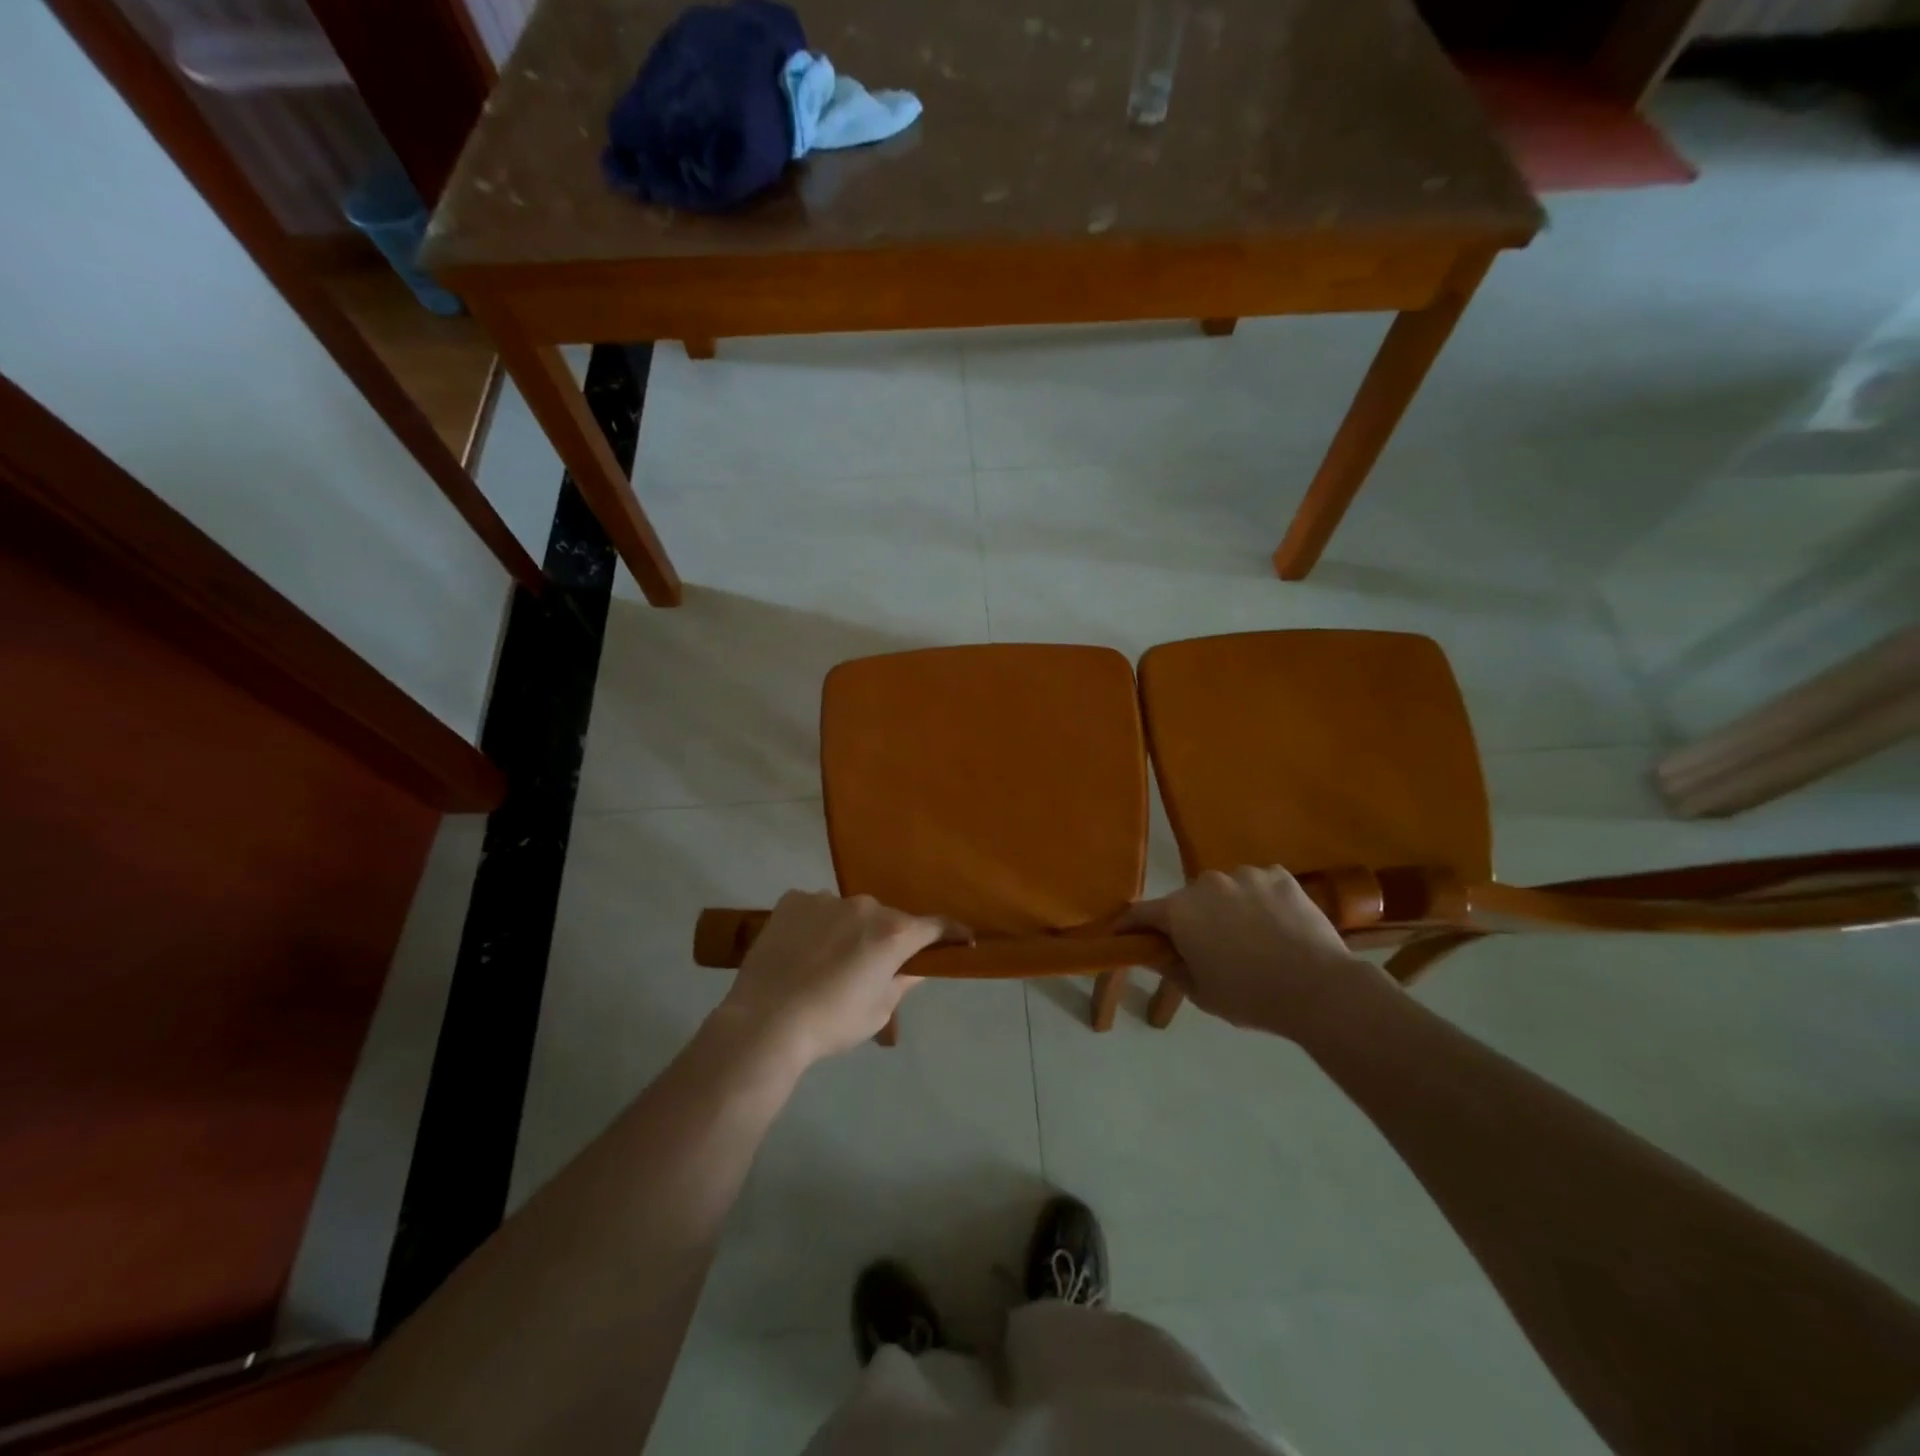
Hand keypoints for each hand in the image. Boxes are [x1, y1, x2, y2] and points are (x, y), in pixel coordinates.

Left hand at [718, 891, 964, 1064]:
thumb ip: (902, 981)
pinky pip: (815, 909)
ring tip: (828, 962)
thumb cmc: (832, 1022)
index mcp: (893, 933)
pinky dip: (816, 925)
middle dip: (887, 939)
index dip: (953, 933)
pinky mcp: (792, 900)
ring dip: (849, 931)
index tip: (964, 939)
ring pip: (849, 913)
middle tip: (872, 968)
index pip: (935, 926)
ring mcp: (825, 899)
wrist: (765, 1022)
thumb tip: (915, 966)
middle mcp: (865, 906)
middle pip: (887, 920)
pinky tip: (801, 951)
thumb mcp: (879, 1011)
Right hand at [1124, 866, 1387, 1038]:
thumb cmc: (1251, 996)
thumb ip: (1172, 969)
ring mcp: (1245, 875)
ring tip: (1250, 936)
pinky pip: (1258, 885)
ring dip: (1227, 907)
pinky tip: (1276, 925)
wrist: (1319, 989)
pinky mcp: (1279, 875)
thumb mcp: (1201, 993)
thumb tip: (1157, 956)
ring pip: (1225, 890)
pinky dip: (1259, 900)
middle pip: (1187, 900)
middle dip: (1190, 919)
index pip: (1141, 913)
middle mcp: (1206, 883)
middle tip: (1206, 947)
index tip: (1125, 935)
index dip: (1130, 925)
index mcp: (1180, 911)